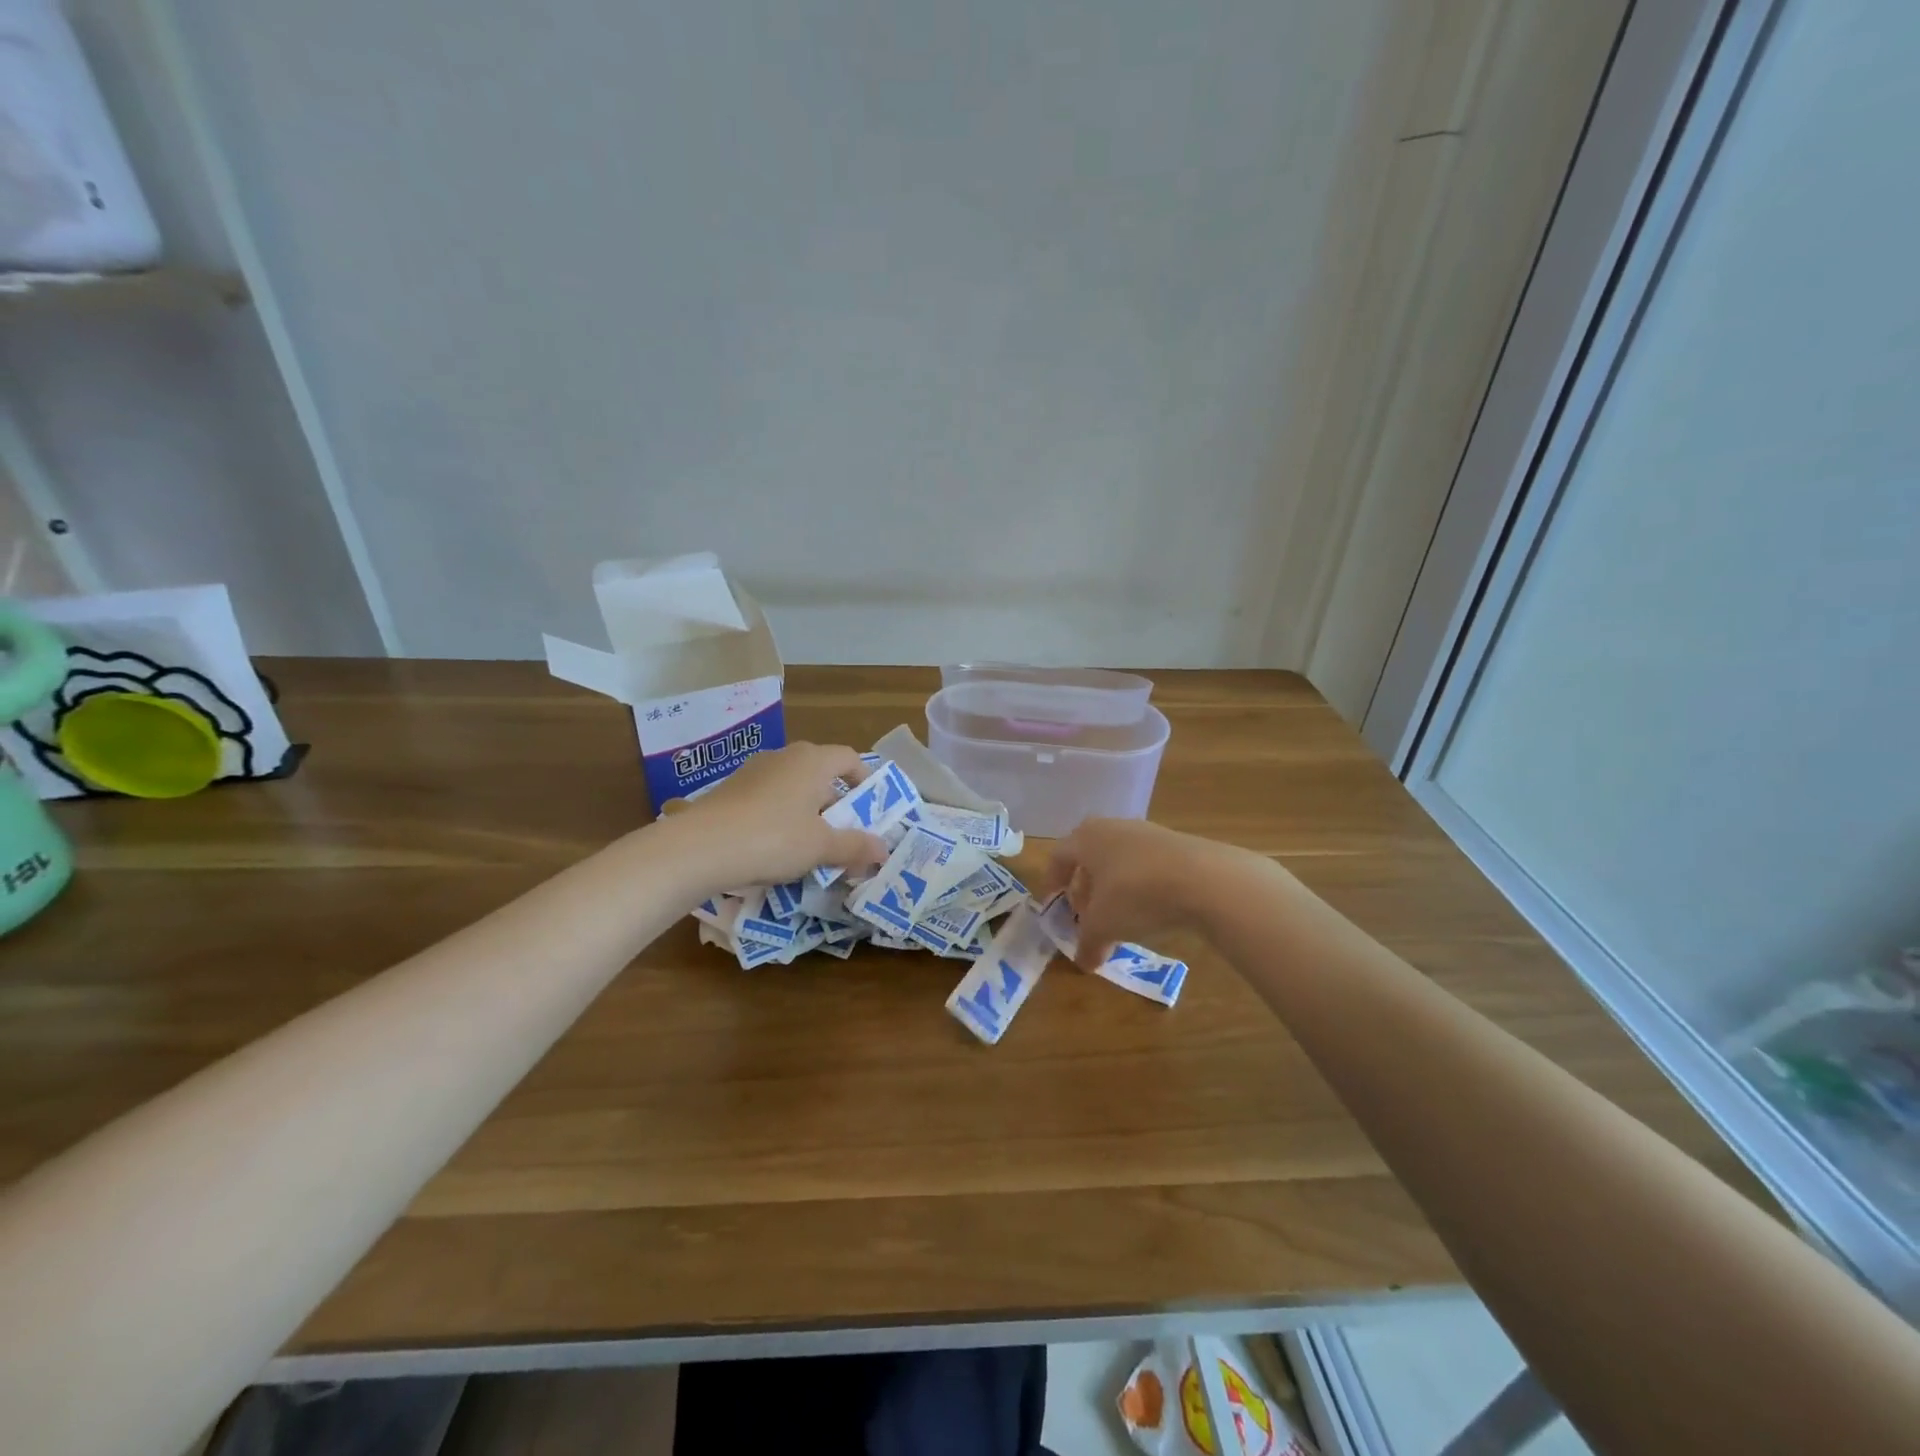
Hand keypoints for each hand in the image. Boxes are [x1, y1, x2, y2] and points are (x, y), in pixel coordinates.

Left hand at [670, 743, 888, 889]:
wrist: (698, 847)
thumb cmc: (773, 838)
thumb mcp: (821, 847)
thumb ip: (855, 846)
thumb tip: (884, 850)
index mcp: (812, 761)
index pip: (848, 757)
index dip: (864, 778)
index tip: (870, 805)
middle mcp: (783, 757)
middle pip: (820, 773)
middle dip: (835, 802)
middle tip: (842, 834)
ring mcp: (752, 771)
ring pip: (791, 787)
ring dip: (805, 810)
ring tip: (808, 844)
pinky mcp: (729, 790)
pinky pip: (766, 798)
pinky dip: (778, 816)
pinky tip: (772, 847)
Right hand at [1037, 818, 1221, 968]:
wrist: (1205, 879)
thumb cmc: (1136, 895)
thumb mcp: (1104, 926)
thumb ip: (1087, 943)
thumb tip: (1083, 962)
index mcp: (1086, 838)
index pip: (1058, 857)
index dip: (1052, 883)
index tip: (1053, 906)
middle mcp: (1112, 827)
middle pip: (1089, 857)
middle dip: (1084, 887)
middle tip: (1086, 915)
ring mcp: (1146, 832)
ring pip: (1119, 860)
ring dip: (1113, 888)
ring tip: (1120, 918)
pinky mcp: (1176, 844)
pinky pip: (1147, 864)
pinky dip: (1140, 886)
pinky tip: (1151, 910)